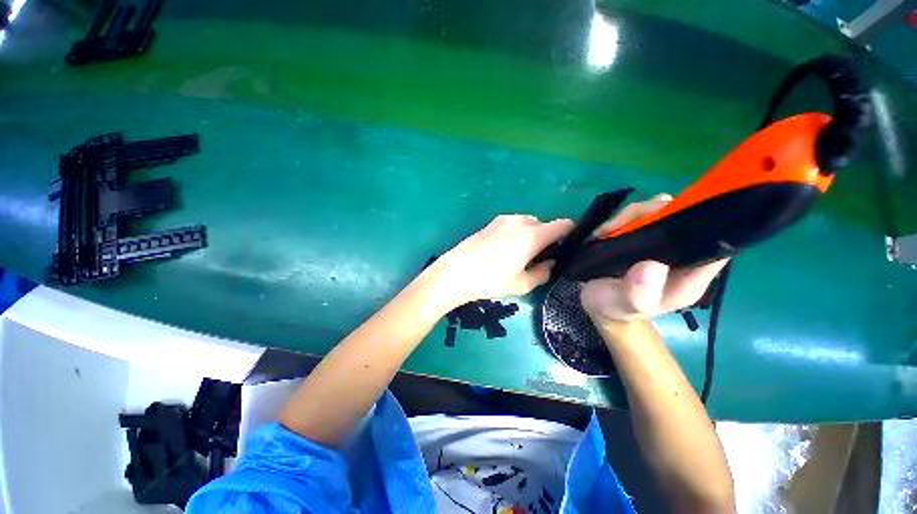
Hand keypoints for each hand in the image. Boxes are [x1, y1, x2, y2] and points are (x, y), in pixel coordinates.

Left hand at [426, 215, 573, 306]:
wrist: (455, 272)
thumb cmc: (490, 280)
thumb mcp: (522, 284)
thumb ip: (543, 272)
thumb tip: (550, 263)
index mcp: (532, 235)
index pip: (564, 224)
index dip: (569, 235)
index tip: (564, 250)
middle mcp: (521, 221)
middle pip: (544, 225)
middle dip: (546, 239)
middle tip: (536, 259)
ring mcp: (504, 219)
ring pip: (528, 224)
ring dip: (530, 236)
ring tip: (518, 256)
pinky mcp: (491, 222)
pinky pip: (513, 225)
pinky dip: (516, 234)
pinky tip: (502, 251)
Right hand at [581, 194, 728, 322]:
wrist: (600, 305)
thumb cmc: (615, 309)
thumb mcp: (623, 306)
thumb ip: (637, 294)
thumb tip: (651, 266)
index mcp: (689, 275)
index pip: (715, 242)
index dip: (704, 223)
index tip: (670, 218)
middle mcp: (682, 255)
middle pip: (686, 217)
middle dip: (653, 213)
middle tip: (618, 227)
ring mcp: (663, 244)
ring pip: (663, 210)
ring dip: (634, 215)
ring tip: (607, 231)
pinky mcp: (645, 237)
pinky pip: (642, 215)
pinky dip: (624, 217)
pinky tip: (606, 231)